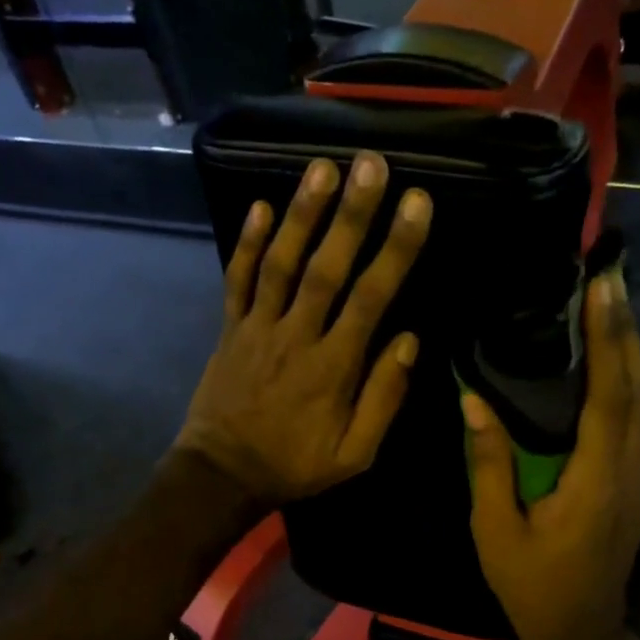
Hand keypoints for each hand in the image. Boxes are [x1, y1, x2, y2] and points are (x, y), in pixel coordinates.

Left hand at [176, 152, 431, 506]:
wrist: (222, 475)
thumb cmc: (295, 465)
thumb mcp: (355, 453)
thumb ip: (384, 397)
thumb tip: (410, 340)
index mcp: (334, 367)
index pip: (371, 298)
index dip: (395, 249)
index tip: (417, 204)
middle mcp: (296, 336)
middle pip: (326, 268)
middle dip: (350, 214)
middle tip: (370, 164)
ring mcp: (257, 328)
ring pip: (280, 264)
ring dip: (301, 215)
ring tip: (321, 168)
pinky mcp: (230, 328)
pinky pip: (237, 281)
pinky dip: (246, 243)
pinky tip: (260, 205)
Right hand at [464, 269, 639, 639]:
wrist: (583, 633)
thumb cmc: (534, 586)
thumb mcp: (497, 530)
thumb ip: (490, 464)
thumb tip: (473, 401)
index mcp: (595, 480)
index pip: (609, 397)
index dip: (608, 339)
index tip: (602, 288)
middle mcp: (629, 469)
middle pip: (638, 387)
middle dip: (626, 328)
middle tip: (609, 275)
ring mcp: (639, 475)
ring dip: (632, 347)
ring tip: (611, 303)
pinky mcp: (635, 480)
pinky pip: (638, 416)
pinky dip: (629, 377)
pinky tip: (612, 357)